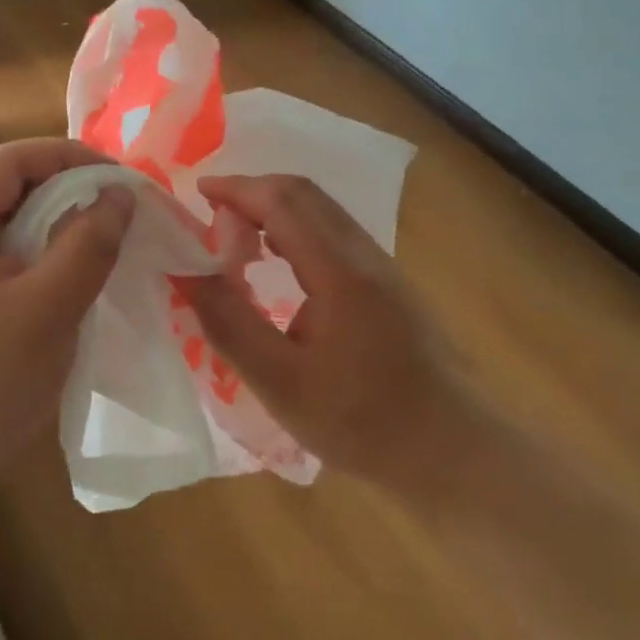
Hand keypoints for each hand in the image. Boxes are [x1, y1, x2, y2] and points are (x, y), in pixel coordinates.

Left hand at [0, 139, 133, 513]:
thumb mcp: (46, 311)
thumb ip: (87, 246)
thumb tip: (121, 194)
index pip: (9, 161)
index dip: (68, 158)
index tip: (120, 178)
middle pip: (12, 185)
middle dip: (70, 188)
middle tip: (123, 205)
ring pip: (17, 218)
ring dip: (63, 220)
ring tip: (111, 230)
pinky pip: (14, 251)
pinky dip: (51, 249)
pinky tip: (82, 264)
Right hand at [182, 174, 476, 493]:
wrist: (453, 451)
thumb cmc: (362, 422)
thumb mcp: (280, 383)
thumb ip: (228, 322)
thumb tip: (186, 271)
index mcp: (339, 271)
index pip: (281, 201)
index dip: (236, 188)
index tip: (198, 192)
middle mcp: (364, 253)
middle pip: (305, 193)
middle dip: (254, 191)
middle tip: (213, 217)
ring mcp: (383, 265)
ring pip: (323, 210)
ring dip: (276, 209)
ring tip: (238, 240)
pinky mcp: (391, 283)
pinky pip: (336, 232)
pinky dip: (297, 228)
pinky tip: (281, 265)